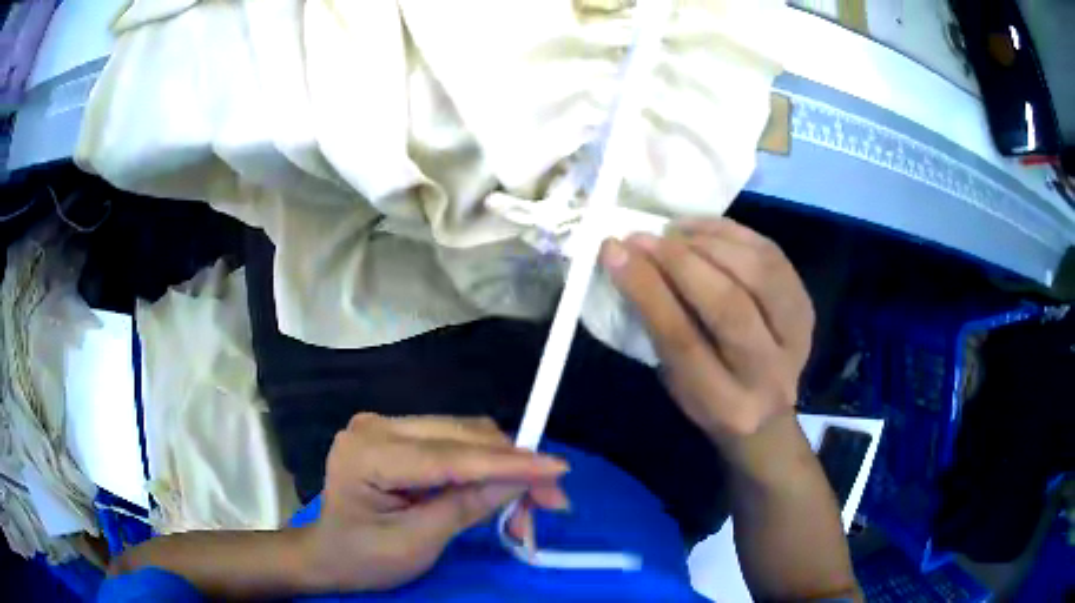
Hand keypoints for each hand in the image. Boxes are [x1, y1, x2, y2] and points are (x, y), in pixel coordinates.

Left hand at [302, 414, 569, 591]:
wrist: (330, 554)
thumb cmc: (365, 558)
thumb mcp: (417, 543)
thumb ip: (467, 507)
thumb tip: (521, 480)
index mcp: (368, 454)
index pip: (450, 455)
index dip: (508, 463)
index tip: (558, 469)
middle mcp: (376, 426)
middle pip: (462, 437)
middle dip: (513, 467)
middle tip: (552, 501)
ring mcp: (387, 426)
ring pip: (464, 435)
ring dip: (503, 466)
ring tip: (529, 504)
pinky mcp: (400, 435)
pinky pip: (454, 443)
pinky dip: (485, 466)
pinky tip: (501, 489)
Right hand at [599, 218, 813, 448]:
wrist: (767, 411)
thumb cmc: (709, 398)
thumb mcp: (676, 381)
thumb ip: (660, 329)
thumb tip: (629, 260)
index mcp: (725, 405)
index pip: (683, 341)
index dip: (648, 290)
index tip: (615, 251)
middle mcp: (768, 374)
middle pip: (730, 306)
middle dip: (681, 262)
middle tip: (643, 237)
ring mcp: (797, 336)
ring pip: (758, 273)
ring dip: (709, 242)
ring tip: (673, 232)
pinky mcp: (807, 305)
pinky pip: (772, 254)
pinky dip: (732, 233)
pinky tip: (701, 228)